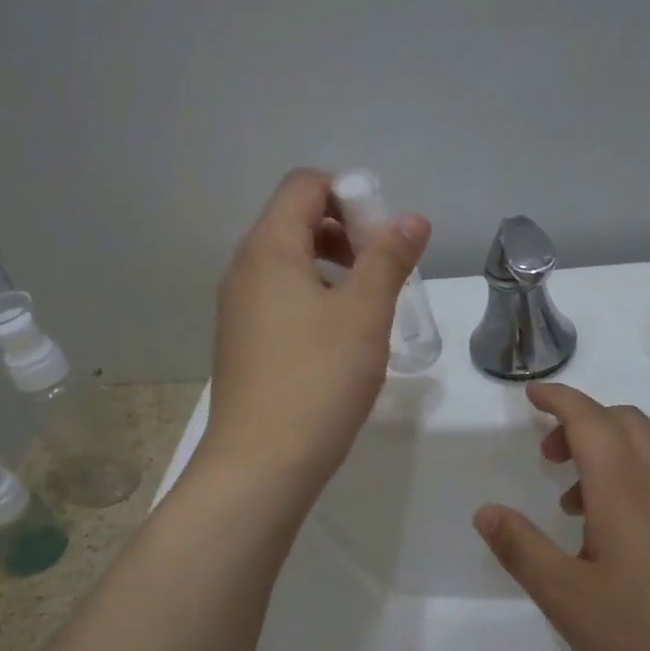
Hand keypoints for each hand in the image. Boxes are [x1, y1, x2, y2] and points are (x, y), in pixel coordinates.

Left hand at [198, 169, 429, 502]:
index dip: (350, 194)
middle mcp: (245, 271)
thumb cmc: (317, 381)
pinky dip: (315, 301)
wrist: (260, 465)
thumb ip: (389, 259)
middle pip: (295, 221)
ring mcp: (239, 310)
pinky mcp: (243, 345)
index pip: (304, 185)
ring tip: (369, 310)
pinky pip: (281, 300)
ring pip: (290, 265)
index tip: (385, 236)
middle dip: (346, 233)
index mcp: (269, 249)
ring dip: (334, 270)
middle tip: (384, 272)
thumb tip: (411, 219)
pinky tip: (341, 343)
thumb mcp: (364, 315)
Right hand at [473, 382, 649, 650]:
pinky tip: (610, 542)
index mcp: (624, 488)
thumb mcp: (566, 596)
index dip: (559, 400)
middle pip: (624, 423)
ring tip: (571, 506)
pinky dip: (627, 484)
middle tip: (547, 455)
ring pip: (645, 454)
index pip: (589, 419)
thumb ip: (521, 549)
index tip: (532, 395)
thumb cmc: (643, 634)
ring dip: (604, 456)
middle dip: (582, 422)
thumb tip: (486, 512)